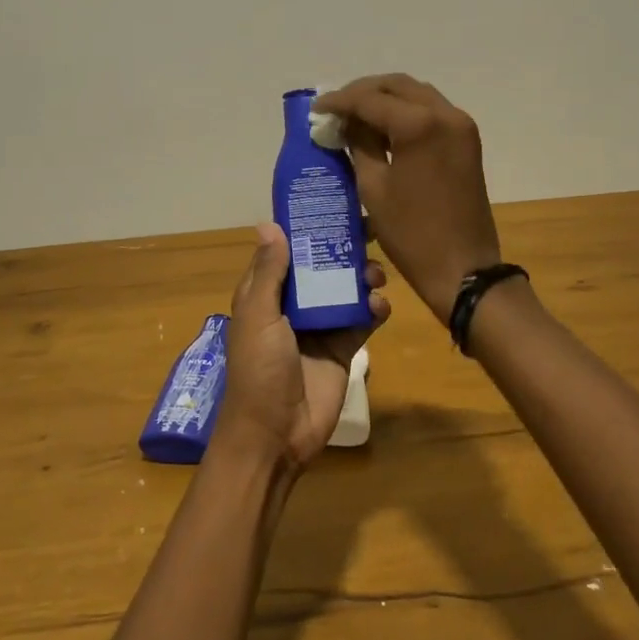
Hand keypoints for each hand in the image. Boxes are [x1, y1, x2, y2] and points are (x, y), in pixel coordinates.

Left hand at [210, 223, 390, 473]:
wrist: (276, 435)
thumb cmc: (259, 370)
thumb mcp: (258, 317)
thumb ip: (269, 273)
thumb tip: (270, 225)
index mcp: (266, 294)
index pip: (286, 251)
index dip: (305, 228)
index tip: (332, 204)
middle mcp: (293, 305)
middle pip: (321, 266)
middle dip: (343, 249)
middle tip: (370, 231)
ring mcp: (320, 326)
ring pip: (345, 290)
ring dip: (362, 277)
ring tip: (376, 275)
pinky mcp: (343, 348)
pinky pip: (362, 320)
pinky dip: (374, 310)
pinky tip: (380, 306)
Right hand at [312, 74, 499, 321]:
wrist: (463, 268)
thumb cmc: (411, 233)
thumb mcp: (374, 187)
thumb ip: (359, 144)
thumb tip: (346, 122)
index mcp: (418, 125)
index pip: (370, 99)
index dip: (339, 101)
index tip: (316, 109)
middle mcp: (445, 114)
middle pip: (397, 86)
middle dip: (364, 92)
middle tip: (336, 108)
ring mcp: (460, 125)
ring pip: (416, 94)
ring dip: (386, 99)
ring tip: (356, 115)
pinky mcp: (466, 140)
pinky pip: (432, 111)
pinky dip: (406, 112)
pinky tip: (383, 128)